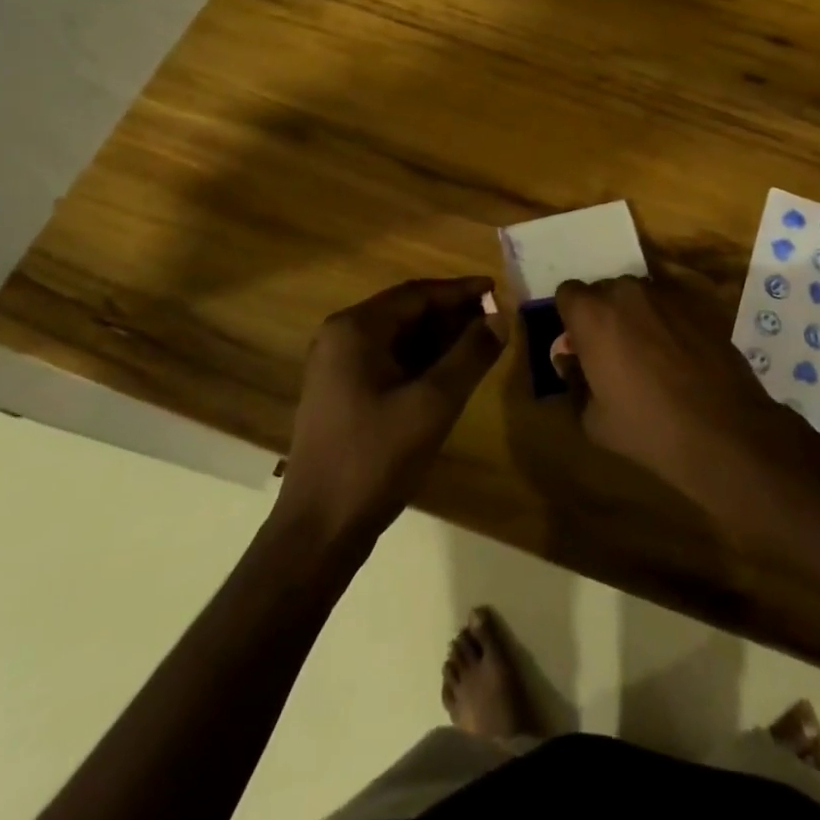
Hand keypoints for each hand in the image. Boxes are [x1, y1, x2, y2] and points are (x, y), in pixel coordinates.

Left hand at [279, 277, 503, 543]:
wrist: (319, 529)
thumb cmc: (376, 458)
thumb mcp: (434, 403)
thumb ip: (471, 355)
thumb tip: (500, 318)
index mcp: (355, 329)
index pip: (416, 294)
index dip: (460, 291)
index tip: (497, 290)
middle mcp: (341, 337)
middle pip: (406, 312)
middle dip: (452, 314)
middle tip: (495, 320)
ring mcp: (337, 367)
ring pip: (398, 338)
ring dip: (439, 338)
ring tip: (481, 343)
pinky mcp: (341, 393)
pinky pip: (388, 361)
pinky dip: (421, 360)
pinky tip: (450, 372)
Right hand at [554, 273, 791, 509]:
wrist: (723, 429)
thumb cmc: (648, 427)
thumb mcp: (593, 419)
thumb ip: (574, 381)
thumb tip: (571, 362)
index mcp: (592, 314)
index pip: (567, 293)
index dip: (572, 319)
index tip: (581, 346)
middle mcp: (626, 291)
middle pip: (603, 291)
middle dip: (603, 315)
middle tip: (613, 353)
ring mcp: (666, 294)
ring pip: (638, 296)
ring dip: (635, 316)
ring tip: (650, 356)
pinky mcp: (698, 303)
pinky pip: (669, 305)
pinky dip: (667, 322)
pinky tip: (679, 356)